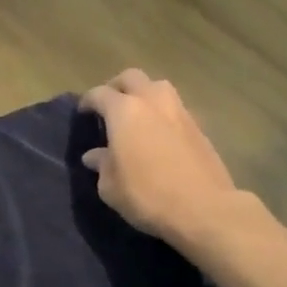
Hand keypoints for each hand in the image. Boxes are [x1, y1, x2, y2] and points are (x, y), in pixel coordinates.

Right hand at [78, 69, 240, 242]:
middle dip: (117, 87)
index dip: (87, 101)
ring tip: (137, 116)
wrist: (204, 208)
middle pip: (131, 77)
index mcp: (124, 111)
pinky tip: (159, 134)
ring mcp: (179, 111)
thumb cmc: (147, 195)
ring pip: (157, 87)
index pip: (99, 94)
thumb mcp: (111, 186)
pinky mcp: (199, 126)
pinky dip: (162, 113)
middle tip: (109, 106)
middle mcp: (152, 101)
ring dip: (144, 95)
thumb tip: (94, 155)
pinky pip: (175, 108)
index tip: (83, 113)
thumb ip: (101, 164)